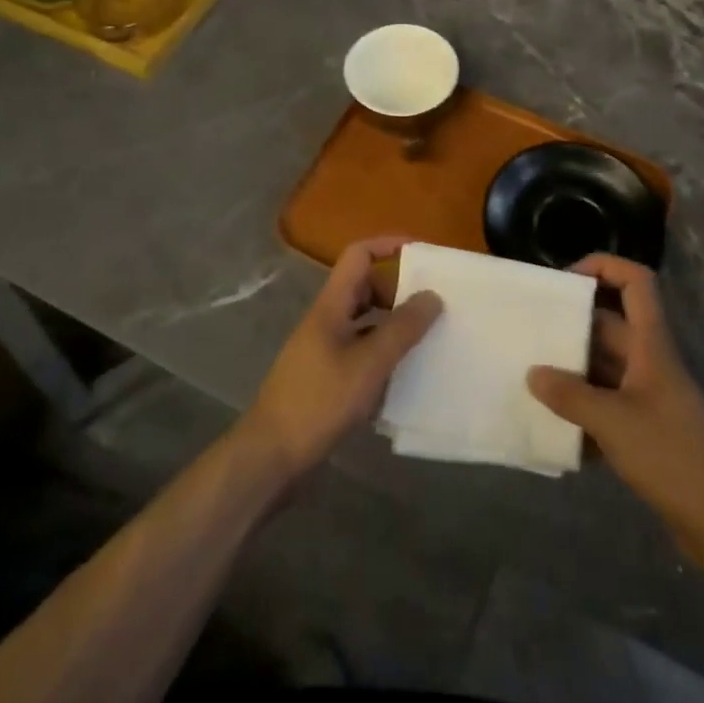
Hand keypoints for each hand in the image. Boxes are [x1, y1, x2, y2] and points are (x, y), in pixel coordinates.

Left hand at [239, 237, 442, 488]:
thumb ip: (402, 328)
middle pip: (365, 287)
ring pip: (365, 321)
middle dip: (399, 289)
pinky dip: (383, 355)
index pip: (359, 254)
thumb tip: (432, 295)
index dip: (389, 245)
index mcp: (332, 305)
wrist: (270, 457)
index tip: (424, 255)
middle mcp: (327, 319)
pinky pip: (361, 351)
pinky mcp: (326, 378)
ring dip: (393, 324)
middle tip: (433, 305)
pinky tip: (404, 377)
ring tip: (427, 338)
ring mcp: (325, 349)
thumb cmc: (318, 402)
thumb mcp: (368, 364)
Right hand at [528, 255, 703, 566]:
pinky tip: (556, 429)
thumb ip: (570, 395)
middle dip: (572, 326)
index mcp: (651, 345)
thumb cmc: (671, 457)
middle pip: (610, 325)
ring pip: (605, 366)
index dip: (604, 266)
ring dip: (573, 370)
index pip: (636, 282)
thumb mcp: (613, 422)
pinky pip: (608, 403)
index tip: (565, 280)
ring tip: (533, 379)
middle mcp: (650, 361)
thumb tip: (532, 373)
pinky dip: (584, 410)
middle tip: (531, 335)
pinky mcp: (647, 429)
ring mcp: (649, 395)